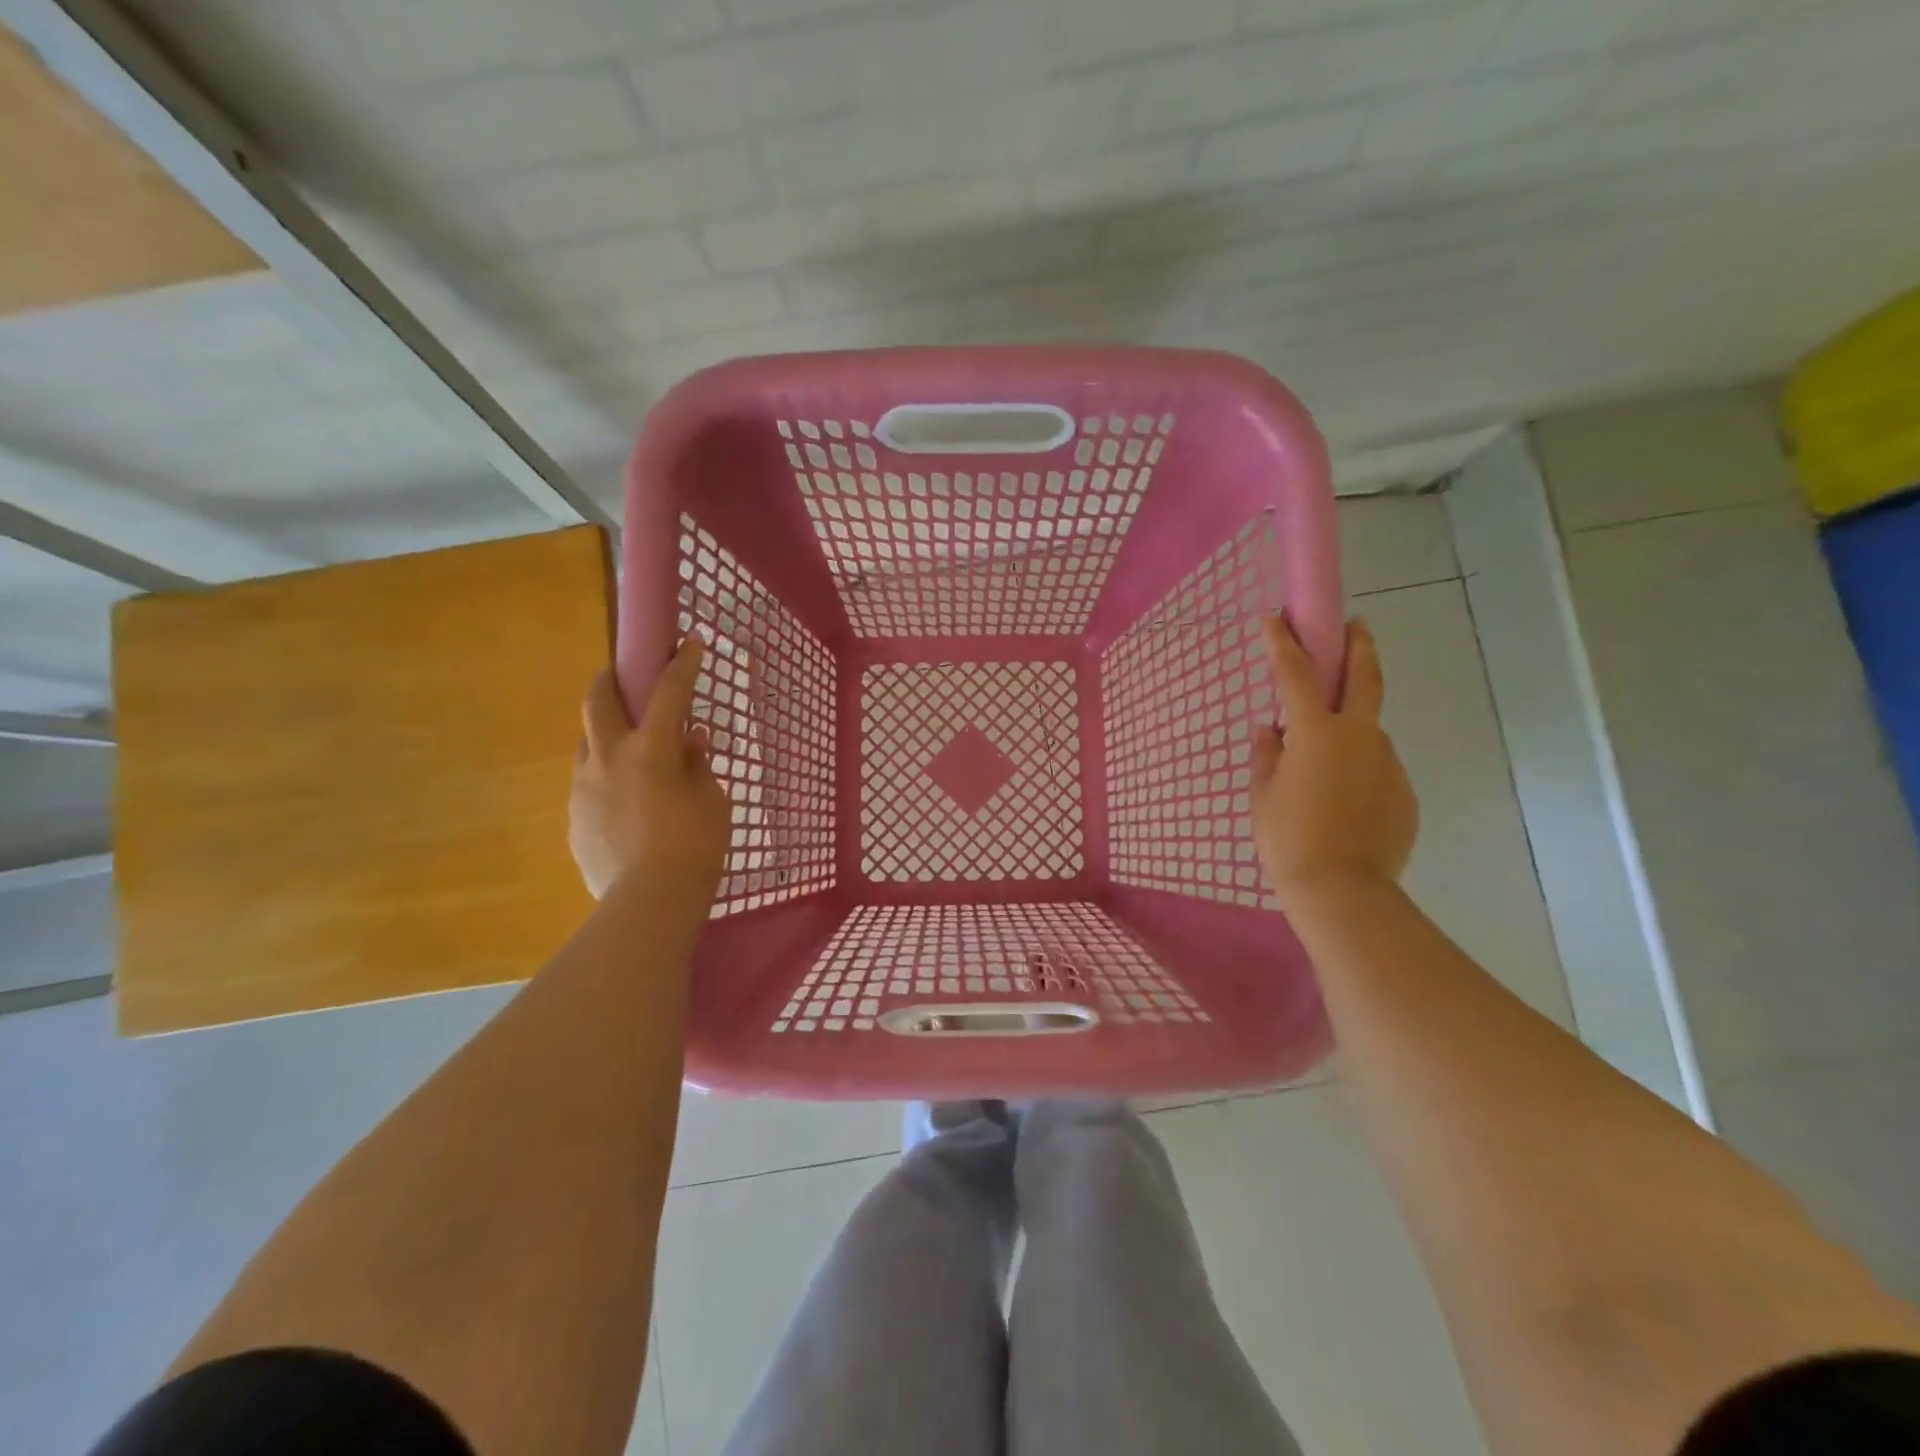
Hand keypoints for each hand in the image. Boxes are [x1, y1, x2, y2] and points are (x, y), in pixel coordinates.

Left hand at [569, 636, 731, 900]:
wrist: (649, 903)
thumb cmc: (695, 847)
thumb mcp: (713, 801)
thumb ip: (698, 766)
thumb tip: (690, 743)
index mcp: (650, 749)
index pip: (668, 692)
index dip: (682, 664)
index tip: (689, 642)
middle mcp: (609, 758)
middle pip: (598, 700)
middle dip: (610, 678)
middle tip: (621, 674)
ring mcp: (584, 788)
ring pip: (587, 741)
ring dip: (605, 731)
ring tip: (627, 746)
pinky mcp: (575, 817)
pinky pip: (588, 782)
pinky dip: (606, 776)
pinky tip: (625, 799)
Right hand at [1251, 616, 1418, 907]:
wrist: (1343, 890)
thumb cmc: (1288, 838)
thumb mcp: (1262, 795)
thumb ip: (1267, 755)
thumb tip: (1271, 730)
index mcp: (1316, 732)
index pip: (1296, 675)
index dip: (1284, 644)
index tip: (1277, 618)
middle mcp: (1359, 736)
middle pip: (1364, 677)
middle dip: (1358, 645)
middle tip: (1357, 624)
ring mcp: (1388, 763)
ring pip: (1369, 732)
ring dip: (1351, 729)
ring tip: (1326, 763)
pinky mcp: (1404, 792)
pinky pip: (1376, 770)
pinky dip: (1359, 772)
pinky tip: (1343, 801)